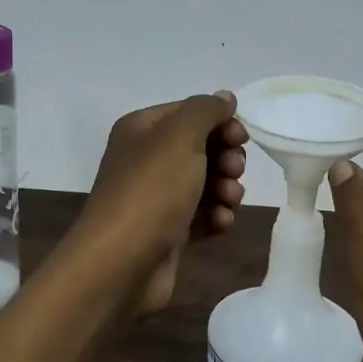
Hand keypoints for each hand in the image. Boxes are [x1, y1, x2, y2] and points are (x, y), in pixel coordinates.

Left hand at [74, 92, 247, 312]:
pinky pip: (201, 215)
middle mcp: (146, 159)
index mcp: (142, 130)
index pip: (189, 113)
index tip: (241, 139)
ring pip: (205, 183)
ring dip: (226, 189)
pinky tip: (220, 224)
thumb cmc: (151, 191)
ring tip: (228, 202)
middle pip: (200, 148)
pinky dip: (215, 217)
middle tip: (234, 171)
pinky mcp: (167, 231)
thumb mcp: (181, 137)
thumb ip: (206, 110)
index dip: (220, 122)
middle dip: (225, 159)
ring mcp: (155, 197)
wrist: (121, 263)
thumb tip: (225, 98)